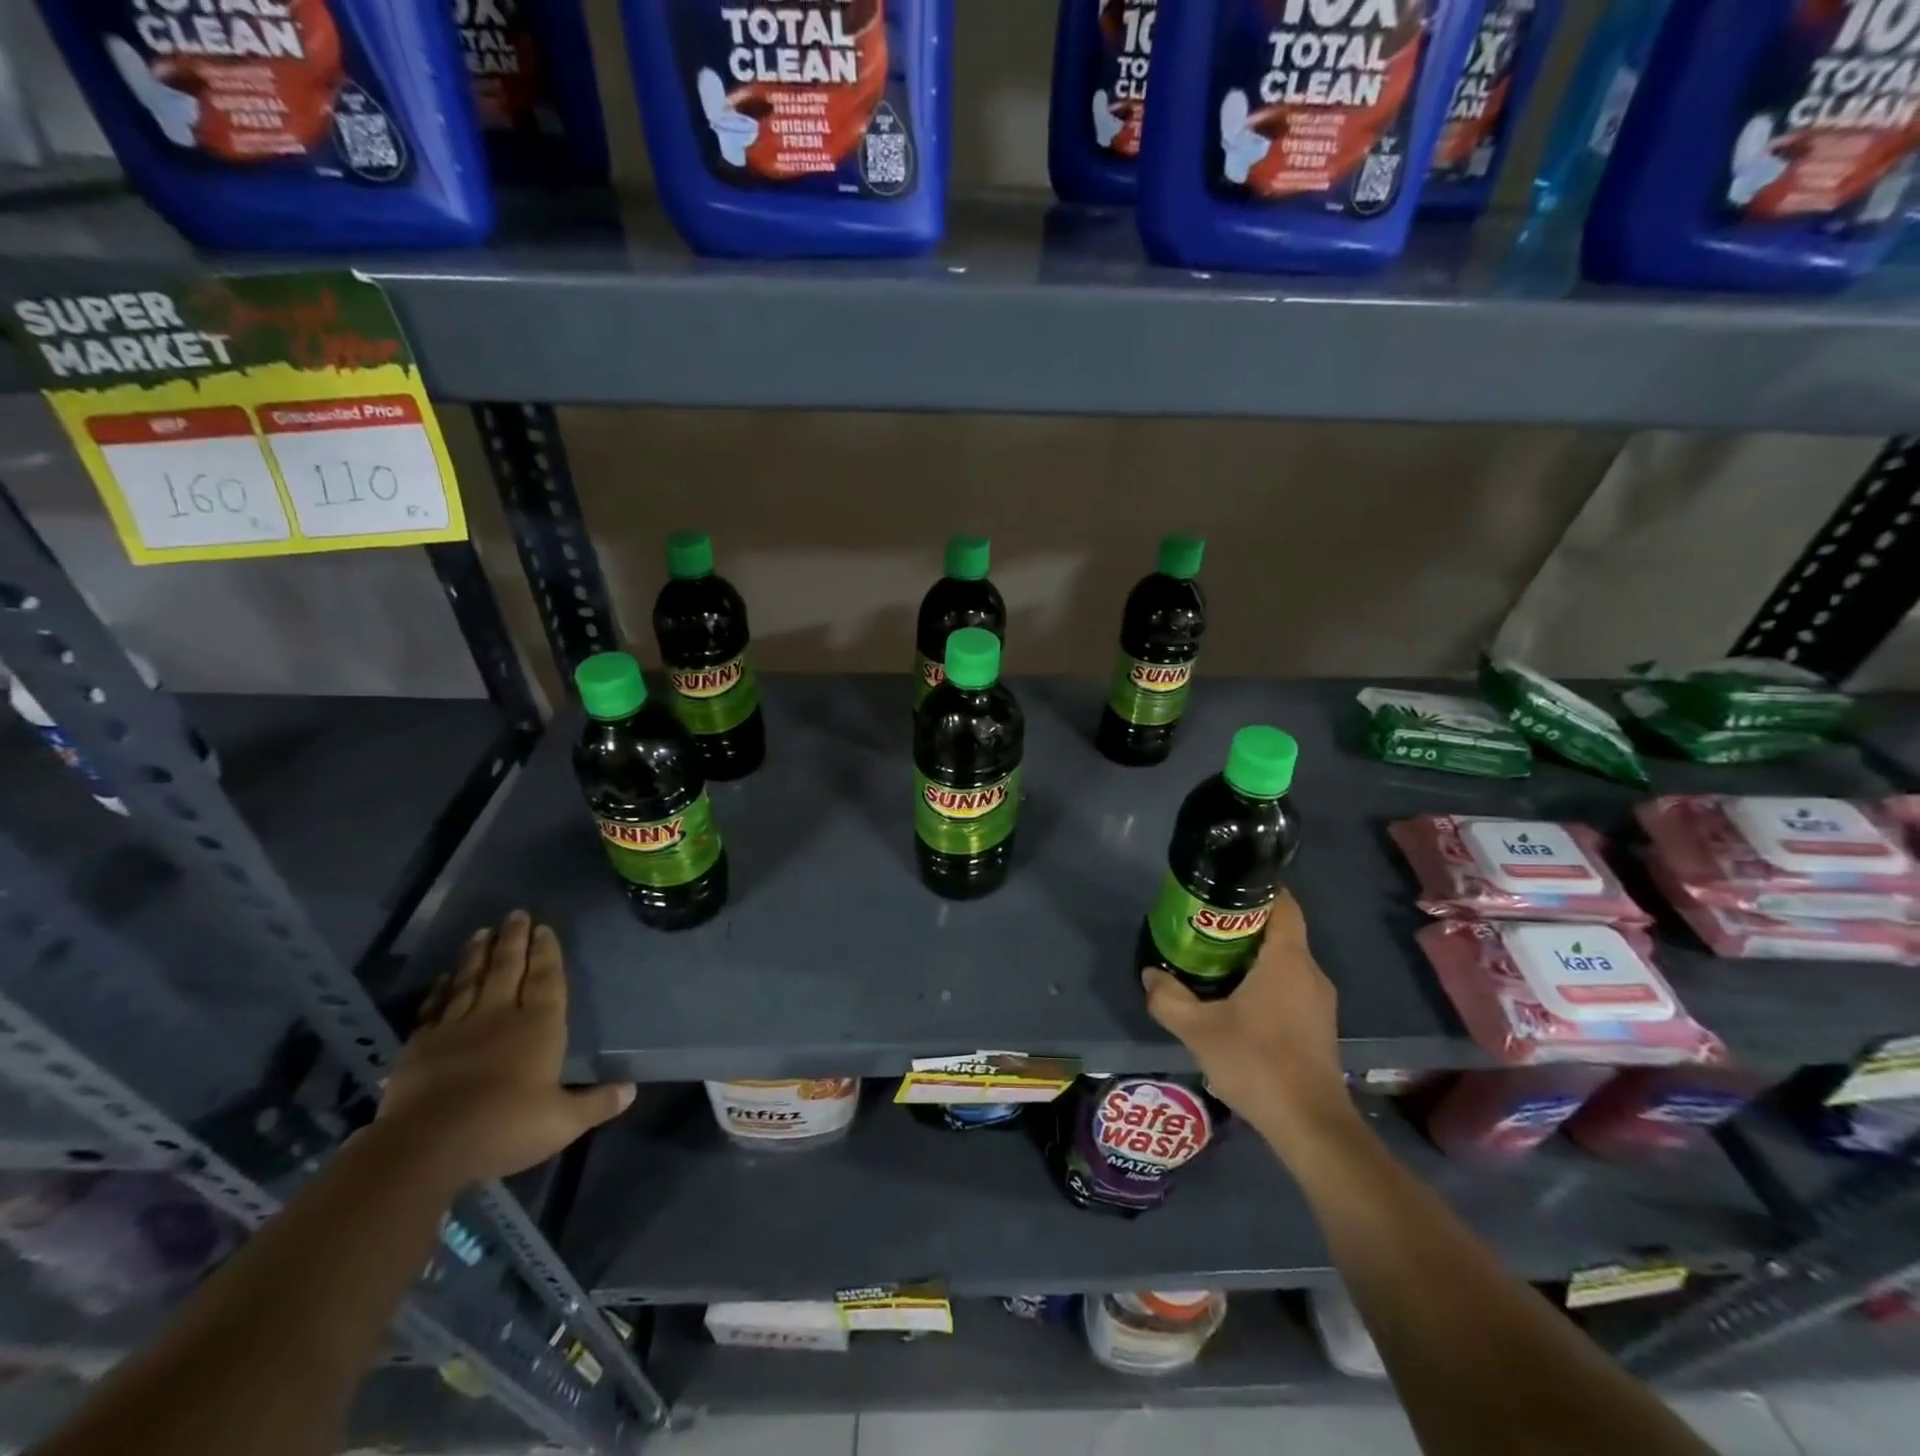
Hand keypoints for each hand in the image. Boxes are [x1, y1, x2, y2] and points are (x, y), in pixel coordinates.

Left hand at [376, 911, 634, 1188]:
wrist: (425, 1147)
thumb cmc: (505, 1127)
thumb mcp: (563, 1122)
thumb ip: (597, 1103)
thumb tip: (631, 1089)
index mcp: (538, 1026)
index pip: (546, 978)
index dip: (547, 952)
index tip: (544, 927)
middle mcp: (499, 1015)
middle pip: (508, 968)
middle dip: (514, 940)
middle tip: (515, 914)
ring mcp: (456, 1027)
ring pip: (470, 980)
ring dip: (477, 954)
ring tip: (483, 932)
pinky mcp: (420, 1046)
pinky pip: (434, 1007)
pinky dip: (441, 989)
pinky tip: (444, 977)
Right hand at [1141, 893, 1352, 1145]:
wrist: (1311, 1126)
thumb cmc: (1257, 1064)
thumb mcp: (1198, 1030)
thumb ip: (1168, 998)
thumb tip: (1151, 974)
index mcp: (1287, 959)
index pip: (1283, 903)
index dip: (1256, 889)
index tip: (1222, 889)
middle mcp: (1310, 972)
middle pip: (1279, 930)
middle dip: (1242, 924)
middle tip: (1203, 926)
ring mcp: (1319, 1001)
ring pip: (1284, 960)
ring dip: (1252, 955)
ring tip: (1212, 961)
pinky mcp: (1318, 1025)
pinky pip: (1290, 985)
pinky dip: (1264, 981)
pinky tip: (1235, 1000)